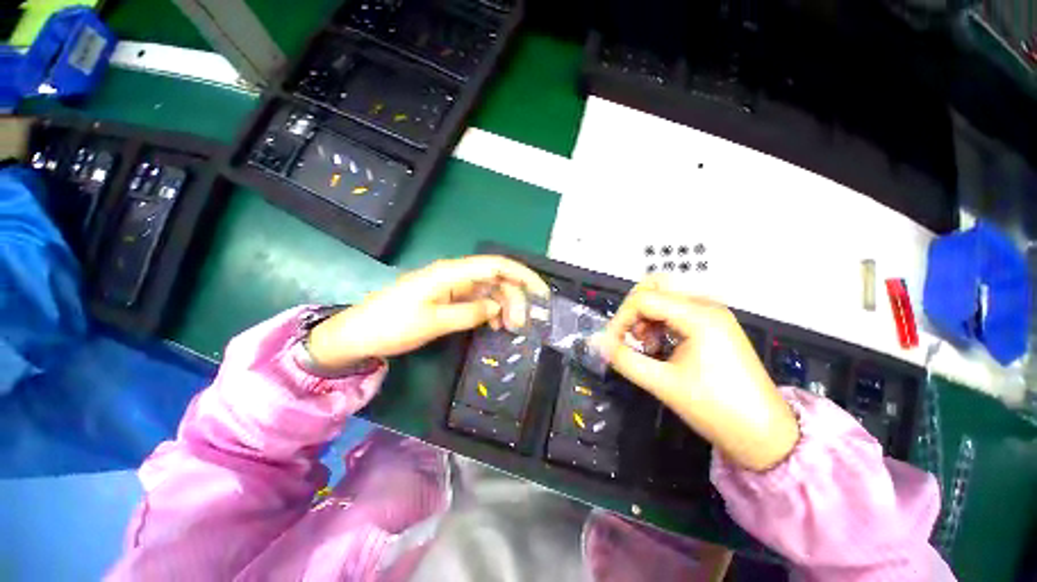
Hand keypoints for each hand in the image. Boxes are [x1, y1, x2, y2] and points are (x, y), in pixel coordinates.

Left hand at [307, 256, 548, 369]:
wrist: (359, 333)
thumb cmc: (393, 326)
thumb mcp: (434, 322)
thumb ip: (470, 312)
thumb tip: (498, 306)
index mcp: (451, 273)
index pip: (496, 265)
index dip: (522, 275)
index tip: (541, 293)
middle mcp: (455, 274)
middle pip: (496, 278)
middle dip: (514, 297)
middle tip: (521, 325)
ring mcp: (451, 285)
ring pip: (489, 289)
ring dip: (504, 305)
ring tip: (510, 328)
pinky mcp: (447, 297)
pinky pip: (477, 299)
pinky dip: (489, 310)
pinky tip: (494, 324)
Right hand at [596, 276, 798, 471]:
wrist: (765, 435)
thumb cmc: (716, 410)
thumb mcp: (663, 384)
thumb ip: (625, 359)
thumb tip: (597, 343)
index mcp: (698, 316)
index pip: (644, 299)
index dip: (620, 319)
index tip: (610, 343)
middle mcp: (706, 306)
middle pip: (656, 286)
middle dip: (633, 308)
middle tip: (628, 335)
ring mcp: (712, 314)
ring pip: (665, 296)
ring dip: (646, 314)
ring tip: (645, 345)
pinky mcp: (713, 325)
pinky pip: (676, 309)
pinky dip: (659, 321)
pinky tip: (659, 344)